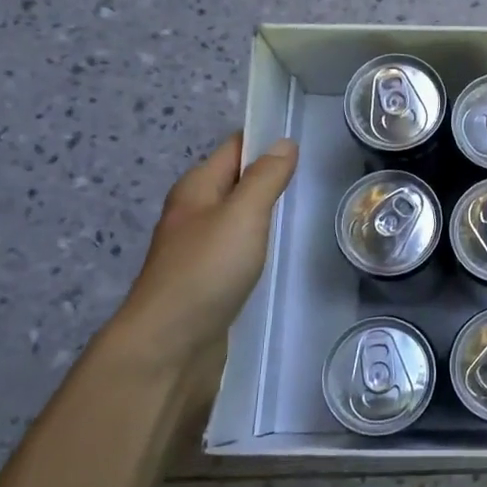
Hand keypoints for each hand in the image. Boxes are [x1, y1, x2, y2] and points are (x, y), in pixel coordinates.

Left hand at [106, 133, 298, 378]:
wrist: (169, 345)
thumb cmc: (206, 270)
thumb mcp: (242, 215)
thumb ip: (265, 178)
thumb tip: (284, 143)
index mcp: (196, 188)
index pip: (234, 148)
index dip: (266, 140)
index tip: (307, 142)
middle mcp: (194, 213)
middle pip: (236, 182)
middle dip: (270, 177)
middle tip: (316, 179)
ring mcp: (199, 249)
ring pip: (238, 217)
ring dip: (266, 212)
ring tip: (306, 212)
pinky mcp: (208, 281)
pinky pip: (239, 249)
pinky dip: (260, 244)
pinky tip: (281, 254)